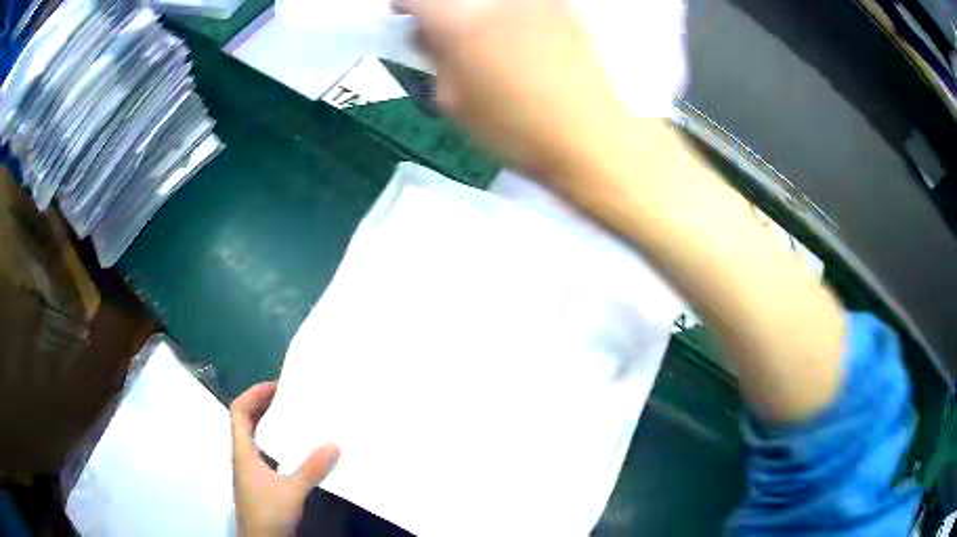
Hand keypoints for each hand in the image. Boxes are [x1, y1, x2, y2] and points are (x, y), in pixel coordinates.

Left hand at [231, 382, 339, 536]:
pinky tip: (297, 450)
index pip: (239, 411)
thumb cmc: (268, 513)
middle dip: (264, 404)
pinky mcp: (261, 482)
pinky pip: (266, 452)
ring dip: (271, 423)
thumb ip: (311, 470)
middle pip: (246, 420)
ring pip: (256, 437)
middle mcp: (243, 455)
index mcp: (243, 451)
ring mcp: (251, 470)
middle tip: (290, 397)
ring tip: (296, 418)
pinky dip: (278, 443)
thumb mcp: (291, 492)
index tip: (277, 386)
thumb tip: (333, 445)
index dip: (254, 394)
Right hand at [394, 0, 627, 176]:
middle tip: (441, 31)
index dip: (405, 3)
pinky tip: (517, 37)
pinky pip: (522, 6)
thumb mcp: (455, 104)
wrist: (594, 135)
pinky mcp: (563, 8)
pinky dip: (507, 13)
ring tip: (482, 36)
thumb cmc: (518, 129)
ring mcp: (534, 1)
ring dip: (476, 10)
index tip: (403, 13)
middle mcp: (497, 1)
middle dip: (441, 9)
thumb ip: (435, 60)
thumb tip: (425, 34)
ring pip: (490, 1)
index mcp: (460, 25)